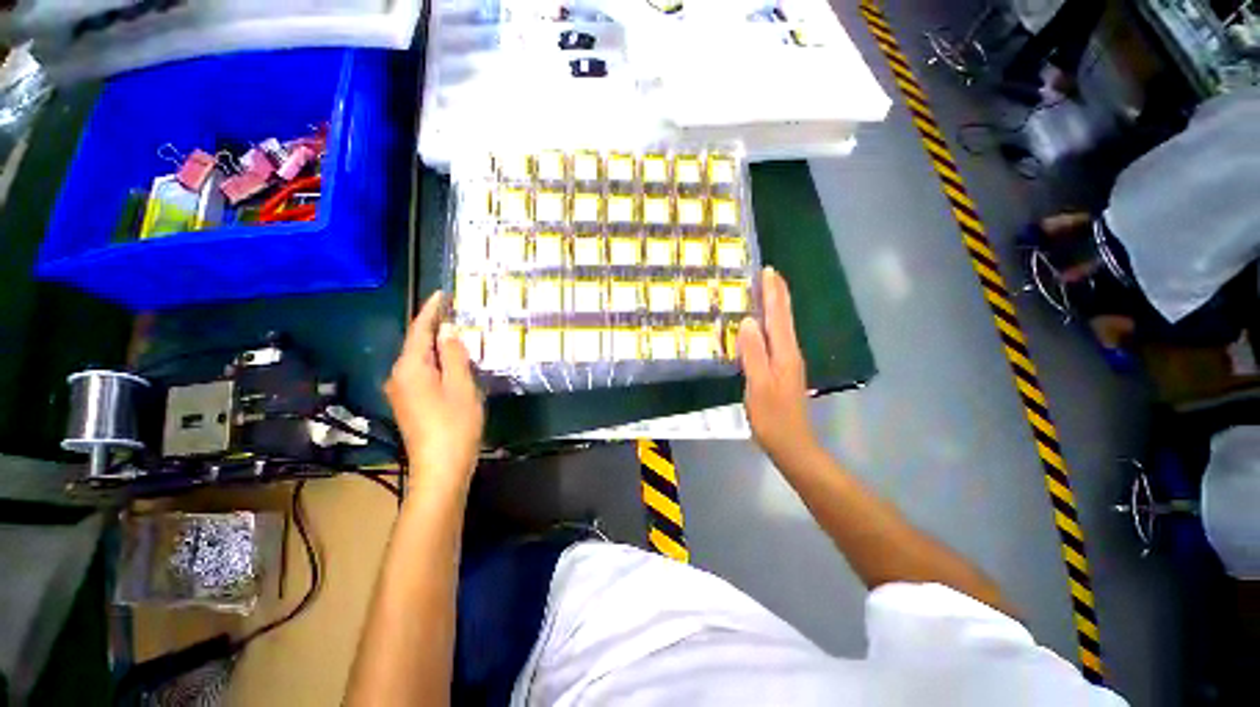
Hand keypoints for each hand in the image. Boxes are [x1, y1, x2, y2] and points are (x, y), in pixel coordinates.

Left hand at [385, 292, 483, 492]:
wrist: (440, 468)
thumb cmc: (455, 425)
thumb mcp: (461, 386)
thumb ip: (455, 355)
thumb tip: (448, 330)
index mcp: (411, 368)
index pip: (420, 330)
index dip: (432, 310)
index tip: (442, 293)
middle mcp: (399, 376)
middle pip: (417, 344)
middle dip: (435, 326)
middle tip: (457, 312)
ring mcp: (402, 392)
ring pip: (421, 359)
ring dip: (438, 345)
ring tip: (459, 333)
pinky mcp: (410, 403)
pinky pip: (423, 373)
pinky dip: (438, 362)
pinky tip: (453, 362)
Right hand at [738, 267, 817, 465]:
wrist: (792, 444)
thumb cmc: (772, 417)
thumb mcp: (759, 385)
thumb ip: (754, 353)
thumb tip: (748, 321)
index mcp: (784, 353)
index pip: (779, 316)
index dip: (773, 293)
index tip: (768, 271)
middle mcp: (790, 352)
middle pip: (785, 318)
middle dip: (778, 294)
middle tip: (769, 274)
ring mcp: (788, 362)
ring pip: (783, 327)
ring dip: (776, 307)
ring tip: (766, 292)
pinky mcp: (783, 370)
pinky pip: (777, 338)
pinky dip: (772, 324)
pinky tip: (763, 326)